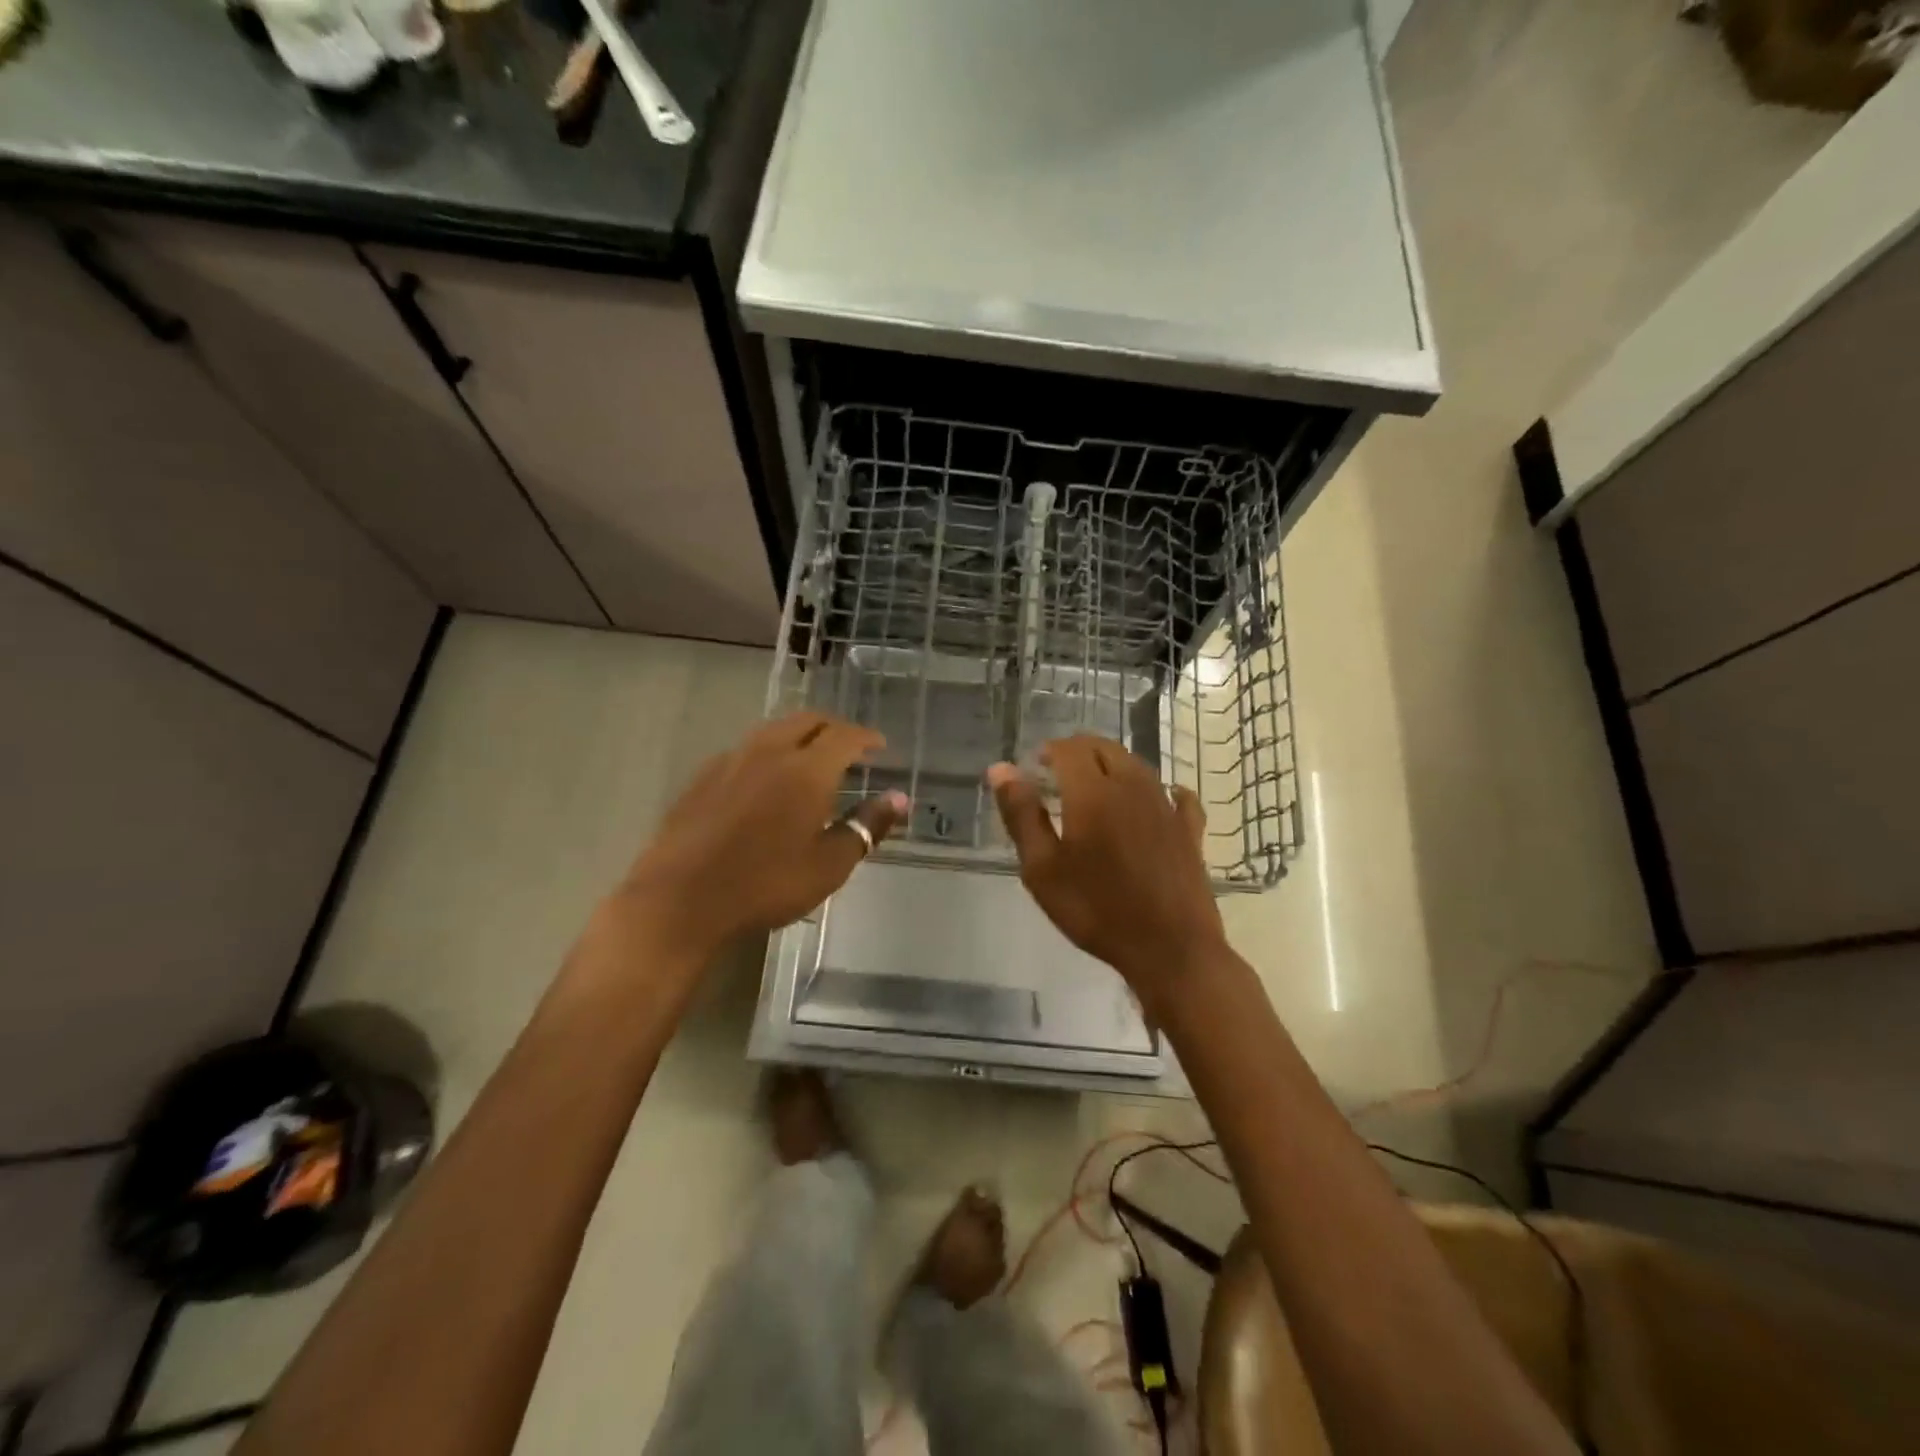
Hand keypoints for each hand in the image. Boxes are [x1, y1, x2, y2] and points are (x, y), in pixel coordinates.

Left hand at [619, 712, 906, 961]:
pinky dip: (769, 751)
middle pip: (808, 720)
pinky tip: (766, 779)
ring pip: (774, 729)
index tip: (879, 746)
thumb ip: (867, 825)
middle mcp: (770, 752)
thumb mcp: (829, 865)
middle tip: (850, 747)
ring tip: (811, 758)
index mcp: (807, 770)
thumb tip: (899, 798)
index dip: (866, 736)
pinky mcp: (703, 776)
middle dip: (834, 727)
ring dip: (800, 735)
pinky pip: (746, 749)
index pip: (845, 735)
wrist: (680, 900)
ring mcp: (731, 760)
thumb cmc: (766, 884)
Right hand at [989, 736, 1227, 1010]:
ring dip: (1112, 765)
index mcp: (1092, 792)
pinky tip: (1156, 800)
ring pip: (1137, 765)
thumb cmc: (1096, 910)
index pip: (1069, 748)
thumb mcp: (1042, 868)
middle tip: (1058, 775)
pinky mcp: (1189, 829)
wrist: (1169, 948)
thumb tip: (1001, 769)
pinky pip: (1176, 794)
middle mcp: (1132, 786)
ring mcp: (1166, 806)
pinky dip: (1159, 789)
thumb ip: (1021, 814)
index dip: (1049, 750)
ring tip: (1094, 789)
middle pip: (1105, 748)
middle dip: (1079, 752)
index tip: (1035, 767)